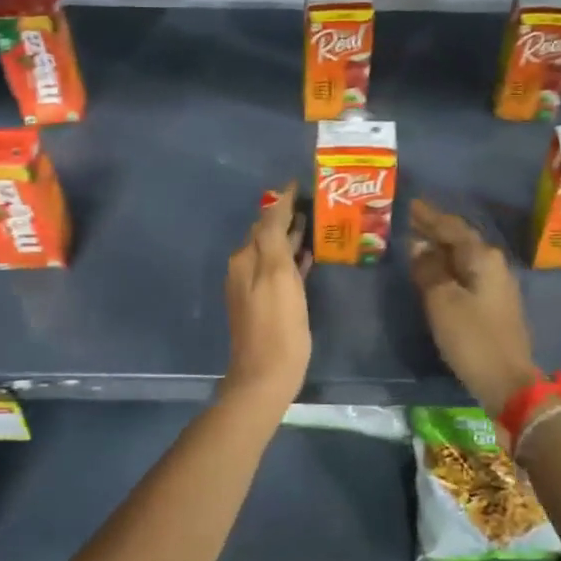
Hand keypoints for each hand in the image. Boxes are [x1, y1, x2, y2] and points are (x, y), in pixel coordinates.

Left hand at [222, 183, 311, 404]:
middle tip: (314, 201)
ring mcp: (253, 287)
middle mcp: (245, 268)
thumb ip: (274, 239)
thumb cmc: (278, 327)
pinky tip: (307, 258)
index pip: (266, 219)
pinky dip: (291, 259)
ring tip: (315, 224)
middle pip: (266, 233)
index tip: (300, 183)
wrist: (264, 377)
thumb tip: (275, 207)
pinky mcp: (265, 304)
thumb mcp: (278, 277)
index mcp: (247, 258)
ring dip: (290, 236)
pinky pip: (278, 270)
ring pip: (273, 251)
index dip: (283, 201)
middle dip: (287, 216)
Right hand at [407, 199, 536, 417]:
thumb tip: (418, 246)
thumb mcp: (442, 302)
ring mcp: (496, 285)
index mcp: (482, 258)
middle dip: (434, 230)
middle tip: (408, 220)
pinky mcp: (494, 304)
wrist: (508, 382)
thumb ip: (428, 270)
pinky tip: (434, 272)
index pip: (451, 228)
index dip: (429, 216)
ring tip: (416, 242)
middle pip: (459, 240)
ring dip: (440, 249)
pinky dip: (448, 267)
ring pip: (463, 257)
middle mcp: (493, 264)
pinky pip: (466, 274)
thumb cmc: (473, 338)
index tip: (409, 204)